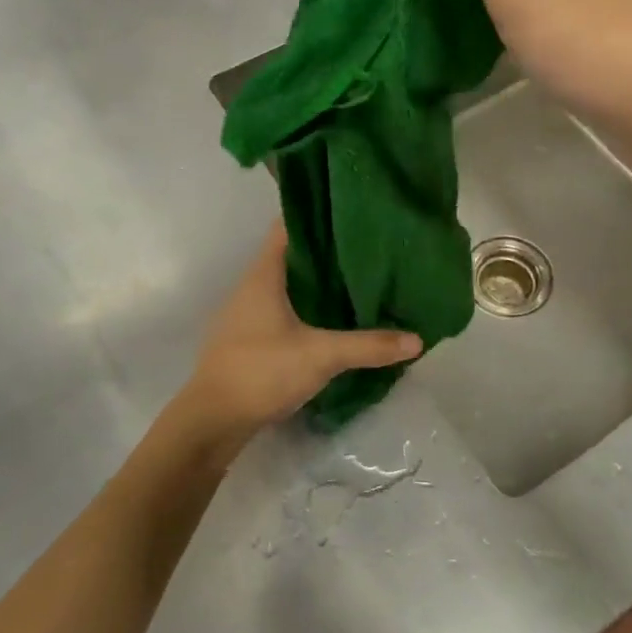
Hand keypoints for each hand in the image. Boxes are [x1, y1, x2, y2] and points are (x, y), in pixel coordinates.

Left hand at [175, 226, 421, 446]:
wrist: (213, 420)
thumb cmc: (261, 371)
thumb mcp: (321, 356)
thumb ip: (368, 345)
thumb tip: (418, 340)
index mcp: (263, 275)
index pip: (287, 227)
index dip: (316, 216)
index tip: (350, 212)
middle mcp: (251, 287)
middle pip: (290, 255)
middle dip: (325, 251)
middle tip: (366, 247)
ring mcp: (246, 314)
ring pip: (286, 285)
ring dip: (315, 282)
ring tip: (356, 279)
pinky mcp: (248, 338)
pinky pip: (281, 309)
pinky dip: (305, 307)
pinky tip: (331, 319)